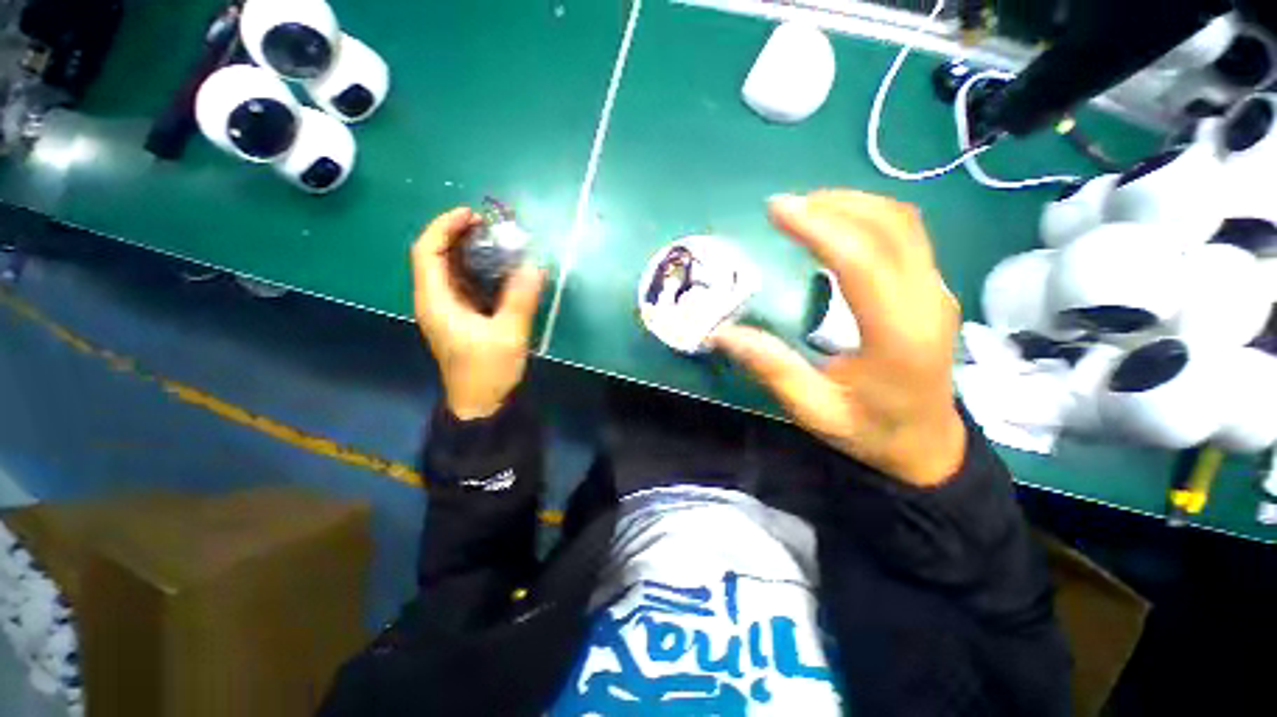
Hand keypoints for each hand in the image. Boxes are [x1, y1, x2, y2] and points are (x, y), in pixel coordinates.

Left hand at [412, 207, 544, 419]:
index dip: (443, 227)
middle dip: (454, 230)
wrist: (479, 407)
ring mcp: (441, 305)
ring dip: (462, 244)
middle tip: (486, 222)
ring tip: (492, 233)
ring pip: (442, 263)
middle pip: (431, 252)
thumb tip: (534, 265)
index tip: (471, 215)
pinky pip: (455, 275)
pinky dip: (469, 260)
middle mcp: (432, 298)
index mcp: (435, 301)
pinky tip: (493, 258)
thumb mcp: (507, 337)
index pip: (426, 252)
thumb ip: (519, 299)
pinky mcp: (454, 312)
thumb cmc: (486, 374)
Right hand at [712, 191, 965, 486]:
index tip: (776, 210)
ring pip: (902, 220)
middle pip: (886, 226)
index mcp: (897, 339)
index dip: (818, 226)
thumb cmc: (876, 432)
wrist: (931, 443)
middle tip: (790, 208)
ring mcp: (938, 290)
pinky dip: (875, 214)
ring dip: (856, 203)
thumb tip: (720, 333)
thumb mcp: (819, 413)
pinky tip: (846, 223)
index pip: (862, 261)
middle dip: (834, 205)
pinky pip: (910, 231)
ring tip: (814, 209)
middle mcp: (925, 304)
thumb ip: (774, 369)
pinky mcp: (939, 285)